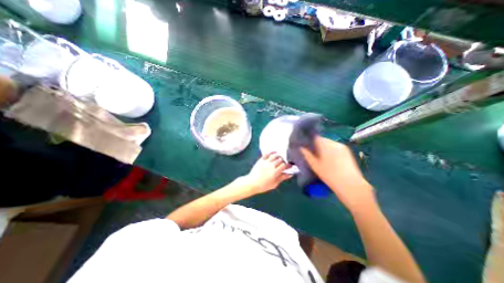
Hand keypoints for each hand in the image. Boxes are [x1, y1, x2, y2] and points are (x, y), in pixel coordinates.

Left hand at [242, 153, 293, 193]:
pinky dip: (271, 152)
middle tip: (285, 163)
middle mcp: (271, 166)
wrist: (252, 183)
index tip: (290, 166)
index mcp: (275, 172)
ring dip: (279, 156)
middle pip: (280, 160)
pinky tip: (274, 152)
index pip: (284, 165)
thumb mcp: (274, 184)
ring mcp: (265, 162)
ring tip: (280, 158)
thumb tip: (290, 174)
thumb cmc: (263, 186)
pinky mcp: (261, 160)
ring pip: (275, 156)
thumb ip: (282, 178)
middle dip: (284, 161)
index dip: (288, 165)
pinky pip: (267, 154)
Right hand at [298, 136, 373, 211]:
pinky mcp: (348, 153)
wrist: (350, 185)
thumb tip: (301, 148)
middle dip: (317, 145)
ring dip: (324, 148)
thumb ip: (307, 155)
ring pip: (330, 144)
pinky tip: (329, 160)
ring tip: (321, 157)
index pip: (316, 137)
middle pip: (323, 140)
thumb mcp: (315, 165)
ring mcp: (343, 147)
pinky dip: (331, 151)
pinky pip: (336, 148)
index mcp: (326, 145)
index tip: (306, 146)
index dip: (310, 141)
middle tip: (312, 153)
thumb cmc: (329, 175)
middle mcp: (335, 143)